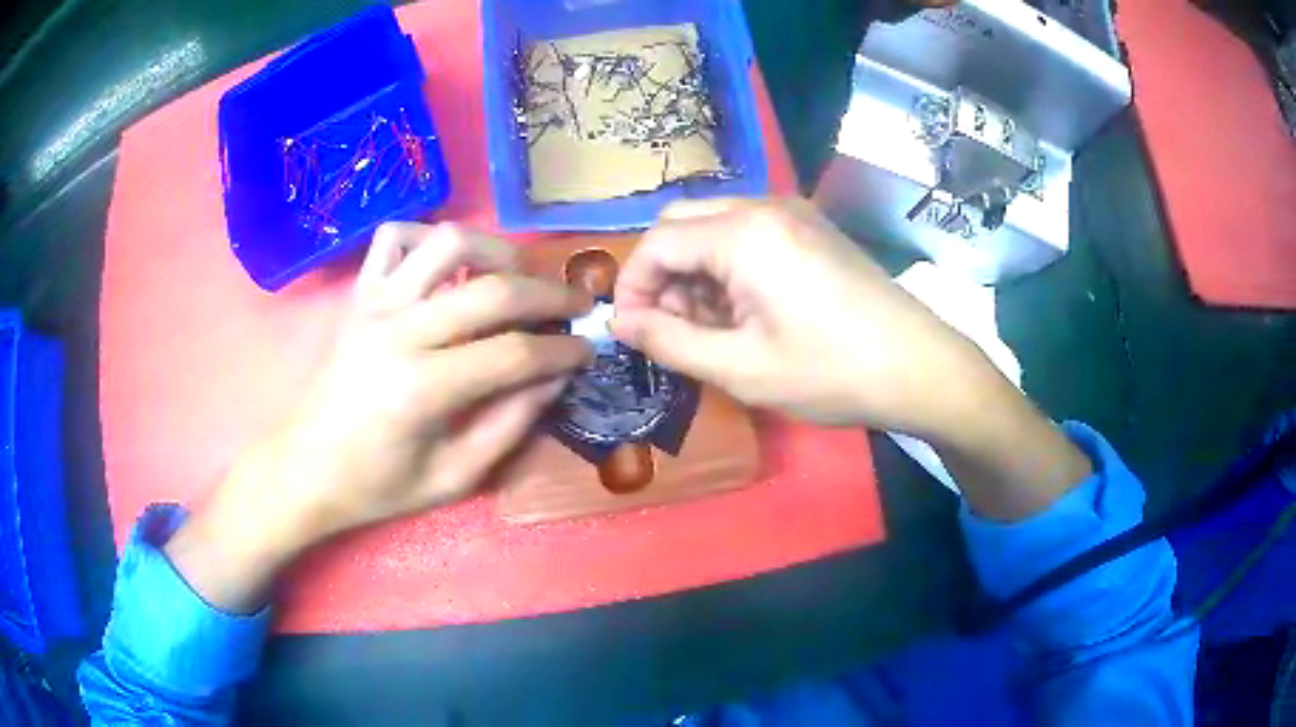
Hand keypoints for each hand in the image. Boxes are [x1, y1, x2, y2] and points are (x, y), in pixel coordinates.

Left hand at [166, 223, 591, 610]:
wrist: (305, 469)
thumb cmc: (376, 486)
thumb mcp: (453, 478)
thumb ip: (509, 425)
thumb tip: (555, 377)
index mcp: (421, 389)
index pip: (513, 353)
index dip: (561, 350)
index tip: (588, 350)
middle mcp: (398, 332)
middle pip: (491, 289)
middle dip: (549, 293)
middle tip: (577, 304)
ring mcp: (374, 305)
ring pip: (447, 243)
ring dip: (495, 251)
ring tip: (516, 277)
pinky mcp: (359, 295)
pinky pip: (395, 238)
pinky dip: (430, 240)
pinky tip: (448, 267)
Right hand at [611, 198, 992, 435]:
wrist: (919, 366)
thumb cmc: (830, 372)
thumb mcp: (740, 369)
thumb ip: (669, 342)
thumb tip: (621, 325)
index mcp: (744, 233)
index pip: (656, 243)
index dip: (631, 287)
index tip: (629, 332)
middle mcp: (763, 205)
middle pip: (680, 223)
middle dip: (661, 274)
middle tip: (669, 328)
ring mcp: (792, 213)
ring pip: (712, 226)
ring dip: (693, 270)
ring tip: (708, 328)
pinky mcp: (810, 228)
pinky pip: (746, 233)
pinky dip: (726, 266)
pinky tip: (743, 310)